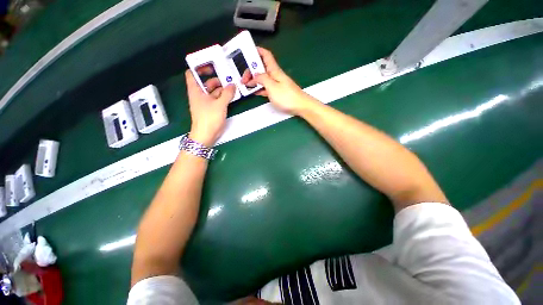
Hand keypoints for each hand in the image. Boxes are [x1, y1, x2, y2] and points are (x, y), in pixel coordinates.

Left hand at [185, 70, 235, 146]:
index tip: (210, 65)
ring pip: (213, 92)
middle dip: (216, 79)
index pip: (192, 74)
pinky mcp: (211, 109)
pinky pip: (217, 100)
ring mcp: (205, 103)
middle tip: (228, 78)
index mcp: (196, 91)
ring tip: (232, 87)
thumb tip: (233, 85)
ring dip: (222, 89)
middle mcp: (199, 95)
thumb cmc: (209, 118)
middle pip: (206, 83)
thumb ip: (227, 94)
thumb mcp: (220, 104)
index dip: (199, 68)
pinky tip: (231, 96)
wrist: (206, 135)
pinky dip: (223, 97)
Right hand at [242, 47, 317, 115]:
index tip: (246, 52)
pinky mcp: (277, 93)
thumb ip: (262, 79)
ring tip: (244, 85)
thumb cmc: (287, 96)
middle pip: (261, 68)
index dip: (256, 50)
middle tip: (242, 79)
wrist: (300, 106)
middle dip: (250, 70)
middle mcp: (274, 75)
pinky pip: (265, 88)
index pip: (265, 55)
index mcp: (274, 70)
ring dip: (253, 80)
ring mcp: (276, 84)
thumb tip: (254, 76)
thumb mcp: (272, 86)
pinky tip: (253, 91)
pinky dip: (259, 88)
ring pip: (262, 78)